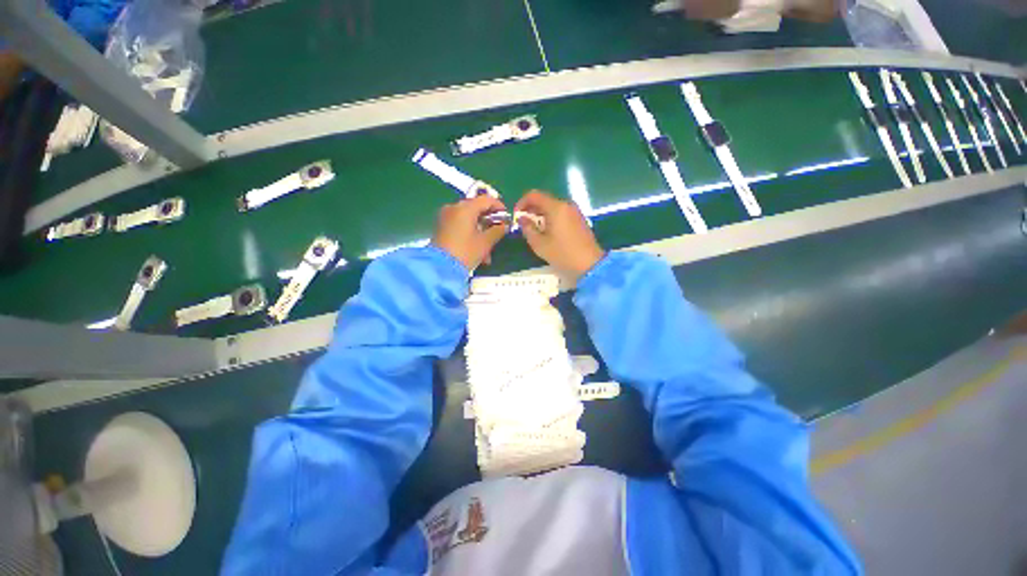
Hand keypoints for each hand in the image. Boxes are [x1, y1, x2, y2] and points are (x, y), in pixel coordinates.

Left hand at [432, 195, 508, 269]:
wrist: (439, 268)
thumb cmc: (465, 252)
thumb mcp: (485, 242)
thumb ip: (497, 231)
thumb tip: (504, 226)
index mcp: (465, 208)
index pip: (486, 200)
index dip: (499, 207)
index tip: (507, 218)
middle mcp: (454, 208)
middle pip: (476, 209)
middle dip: (489, 222)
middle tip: (499, 234)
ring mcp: (445, 217)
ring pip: (469, 220)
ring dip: (481, 232)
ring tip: (488, 252)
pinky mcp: (441, 227)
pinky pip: (460, 225)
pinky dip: (470, 234)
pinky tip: (477, 251)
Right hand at [514, 191, 604, 278]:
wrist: (590, 265)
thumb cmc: (563, 254)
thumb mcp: (540, 244)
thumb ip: (528, 229)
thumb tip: (522, 219)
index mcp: (556, 207)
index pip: (534, 195)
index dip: (522, 203)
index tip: (516, 216)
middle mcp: (566, 205)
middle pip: (544, 200)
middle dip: (531, 209)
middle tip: (523, 223)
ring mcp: (575, 212)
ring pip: (553, 207)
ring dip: (540, 214)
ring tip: (533, 229)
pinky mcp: (579, 220)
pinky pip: (561, 213)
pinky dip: (551, 218)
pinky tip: (547, 232)